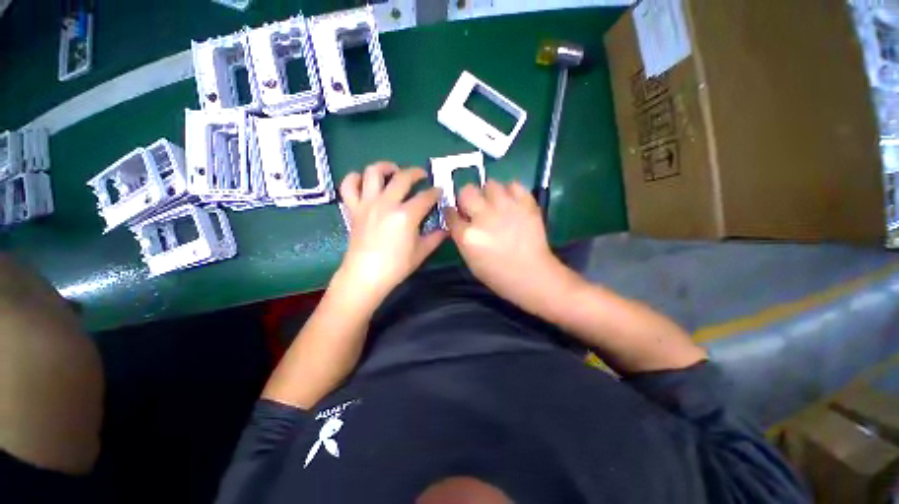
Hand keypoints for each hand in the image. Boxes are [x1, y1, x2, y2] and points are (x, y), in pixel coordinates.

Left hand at [336, 162, 445, 303]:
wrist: (365, 276)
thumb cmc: (396, 266)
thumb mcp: (421, 252)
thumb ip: (436, 237)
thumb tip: (447, 228)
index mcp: (406, 215)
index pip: (426, 196)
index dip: (435, 192)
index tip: (439, 191)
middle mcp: (387, 203)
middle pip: (403, 177)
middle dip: (416, 172)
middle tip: (422, 176)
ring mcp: (367, 204)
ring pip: (373, 172)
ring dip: (385, 167)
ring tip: (393, 171)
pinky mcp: (353, 208)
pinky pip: (349, 185)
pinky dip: (355, 178)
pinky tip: (365, 181)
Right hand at [445, 180, 570, 311]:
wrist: (532, 275)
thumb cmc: (498, 274)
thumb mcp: (470, 261)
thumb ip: (462, 238)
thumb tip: (461, 221)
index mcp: (468, 235)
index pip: (450, 213)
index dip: (452, 212)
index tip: (457, 213)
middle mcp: (484, 217)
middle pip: (466, 191)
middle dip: (468, 197)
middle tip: (476, 207)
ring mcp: (506, 208)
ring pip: (490, 184)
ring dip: (490, 194)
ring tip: (496, 204)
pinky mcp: (526, 204)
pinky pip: (514, 185)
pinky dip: (511, 192)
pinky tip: (512, 203)